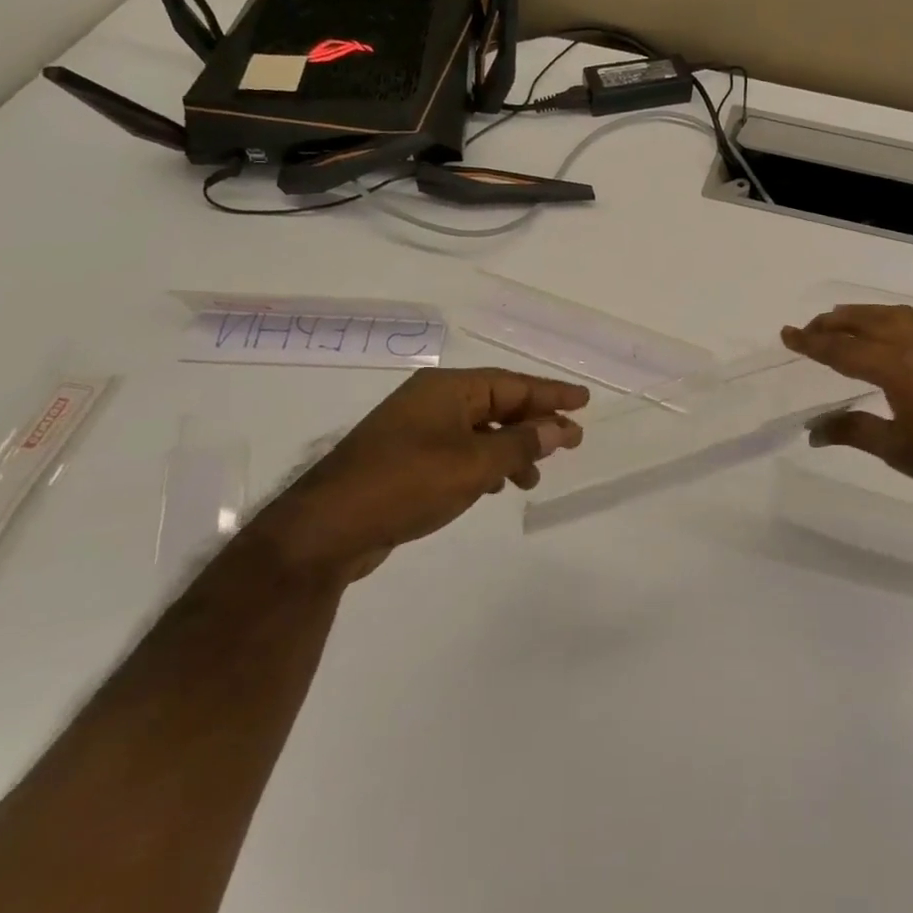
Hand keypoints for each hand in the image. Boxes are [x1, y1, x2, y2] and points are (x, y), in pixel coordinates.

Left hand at [237, 368, 587, 585]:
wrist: (328, 528)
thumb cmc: (406, 484)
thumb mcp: (473, 464)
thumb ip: (520, 444)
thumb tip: (557, 428)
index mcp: (447, 390)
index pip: (512, 384)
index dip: (551, 393)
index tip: (584, 401)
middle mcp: (431, 402)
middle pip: (496, 404)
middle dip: (534, 422)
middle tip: (570, 441)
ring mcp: (415, 431)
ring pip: (479, 430)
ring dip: (511, 449)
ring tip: (534, 477)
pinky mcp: (405, 460)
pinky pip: (459, 451)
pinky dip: (485, 464)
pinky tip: (495, 486)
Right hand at [781, 304, 912, 511]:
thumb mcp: (898, 450)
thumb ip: (854, 431)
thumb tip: (813, 431)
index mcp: (897, 366)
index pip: (842, 348)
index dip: (811, 342)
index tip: (787, 334)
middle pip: (868, 321)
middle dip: (835, 322)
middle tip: (812, 326)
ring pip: (899, 315)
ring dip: (868, 315)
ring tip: (848, 319)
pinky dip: (903, 321)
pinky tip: (903, 331)